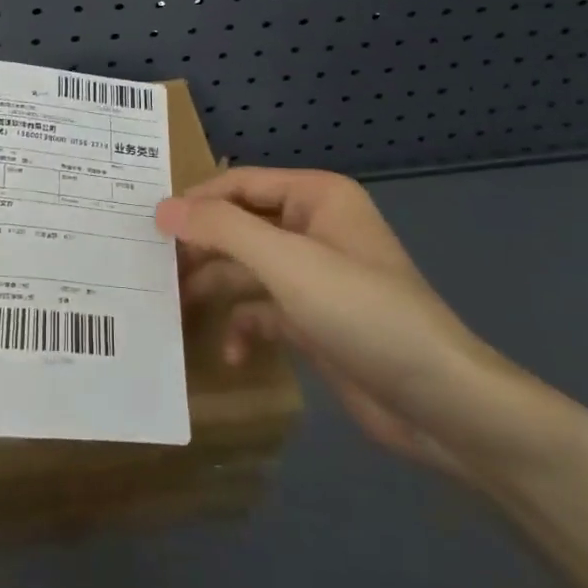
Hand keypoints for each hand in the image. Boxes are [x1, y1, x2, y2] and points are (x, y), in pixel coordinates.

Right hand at [157, 168, 545, 482]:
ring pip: (247, 271)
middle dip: (201, 249)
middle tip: (152, 271)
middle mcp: (313, 229)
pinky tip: (232, 353)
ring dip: (215, 290)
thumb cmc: (363, 313)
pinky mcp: (315, 320)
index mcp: (316, 198)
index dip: (194, 202)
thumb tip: (162, 209)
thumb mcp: (288, 264)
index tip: (148, 228)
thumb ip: (222, 230)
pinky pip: (264, 312)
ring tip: (174, 310)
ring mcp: (314, 277)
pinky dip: (244, 328)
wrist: (439, 403)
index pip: (239, 184)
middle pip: (240, 227)